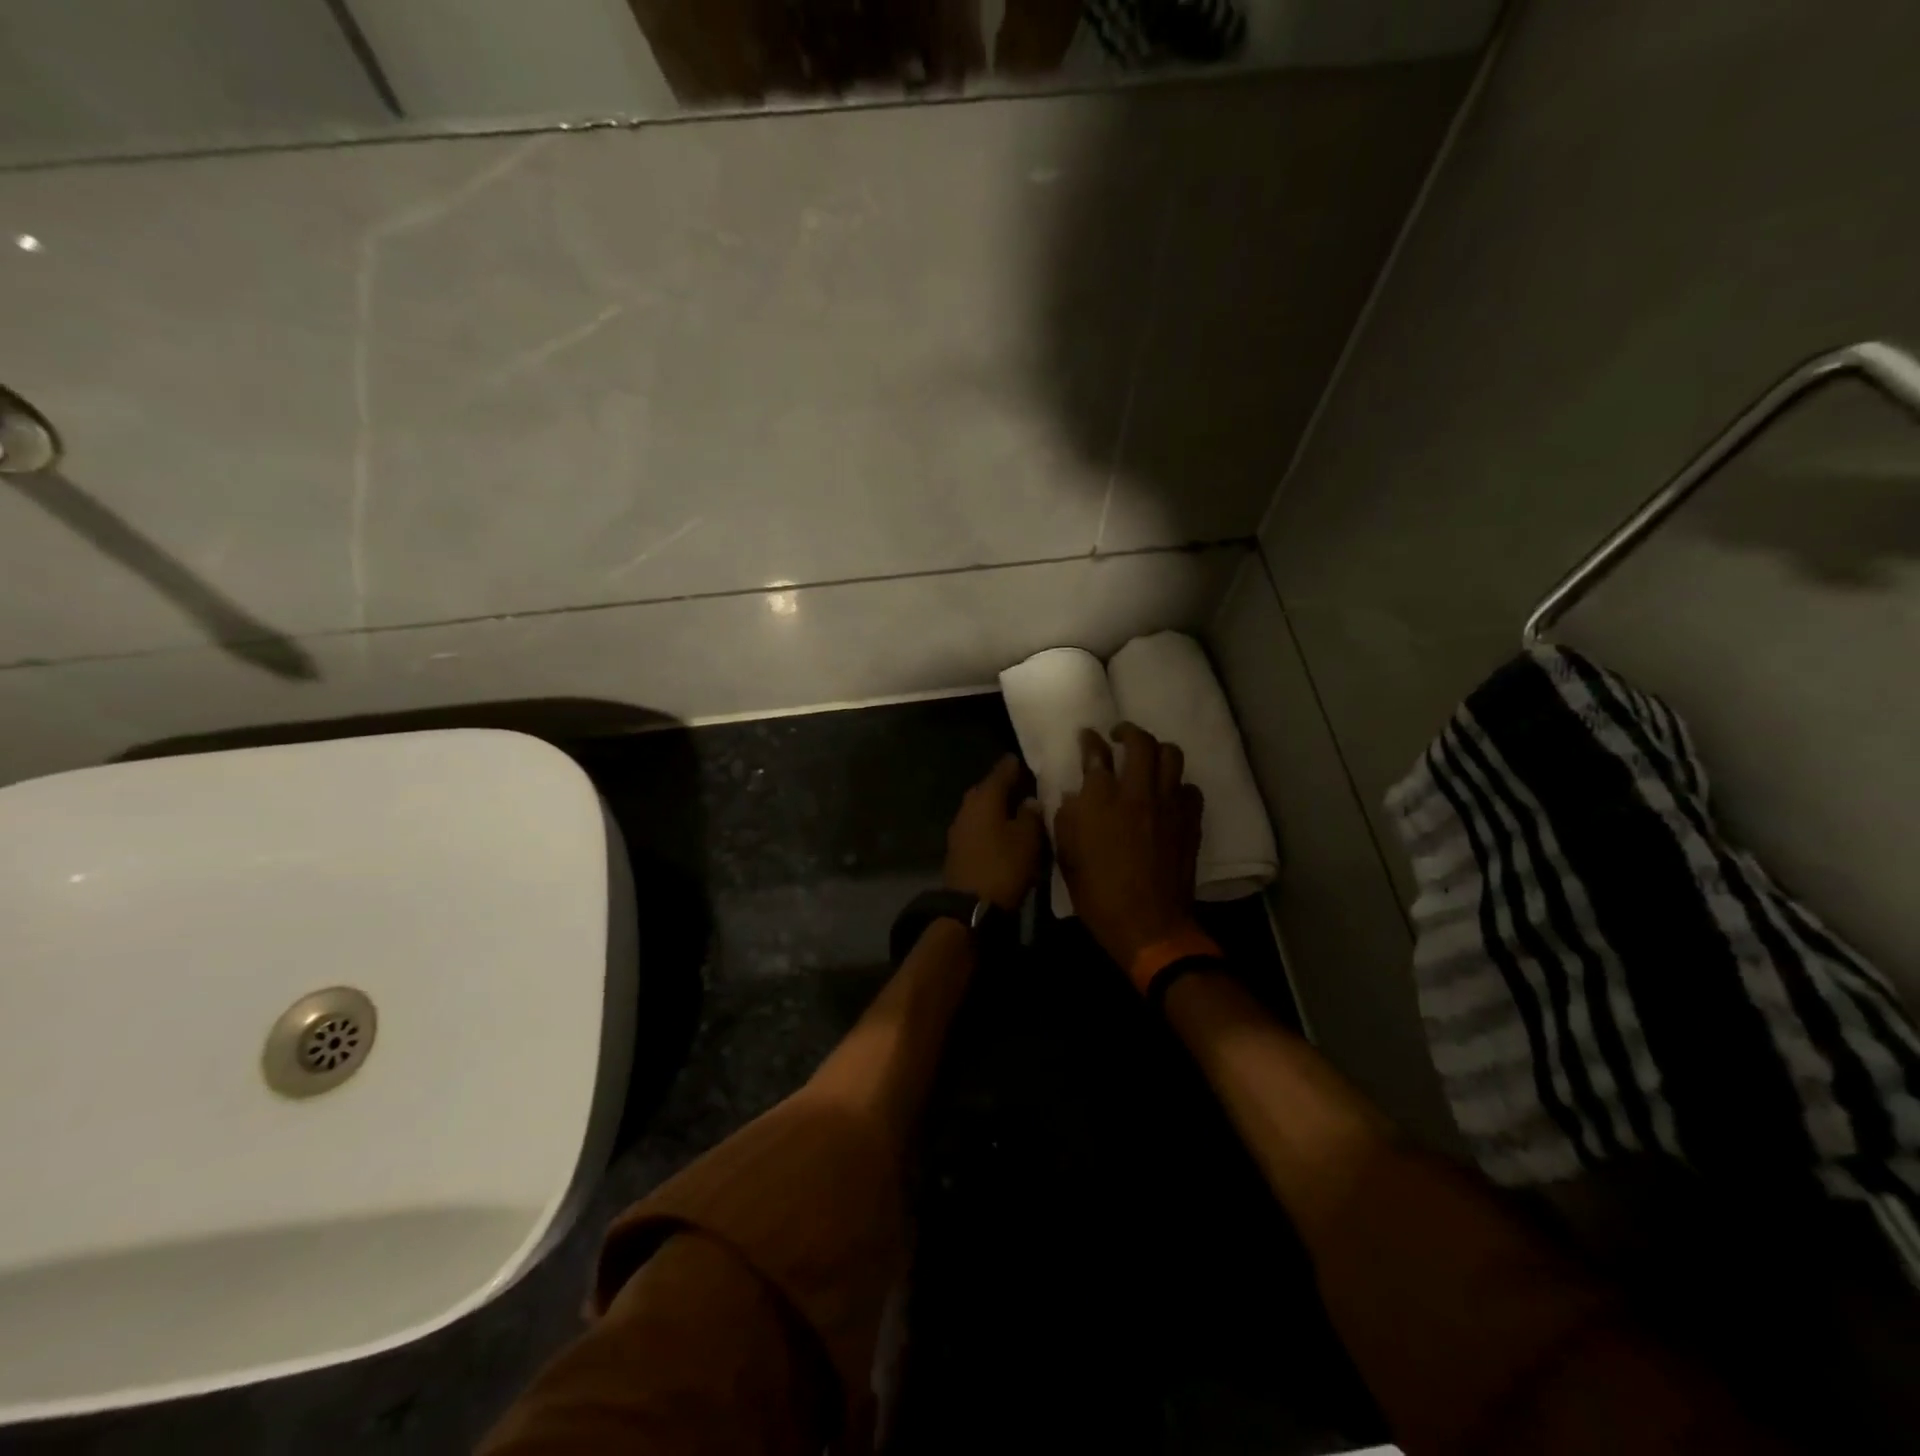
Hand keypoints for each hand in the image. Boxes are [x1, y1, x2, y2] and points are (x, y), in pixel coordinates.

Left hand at [944, 754, 1044, 910]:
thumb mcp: (1028, 839)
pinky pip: (977, 827)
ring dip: (995, 807)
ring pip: (980, 808)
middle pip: (987, 789)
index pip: (1001, 771)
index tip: (1024, 760)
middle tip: (1022, 783)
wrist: (971, 908)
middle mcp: (968, 807)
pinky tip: (1002, 831)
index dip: (1013, 765)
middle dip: (1003, 786)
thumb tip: (1030, 800)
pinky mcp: (958, 849)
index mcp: (985, 798)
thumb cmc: (1004, 867)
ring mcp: (959, 829)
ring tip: (1016, 808)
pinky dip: (990, 824)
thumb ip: (1031, 815)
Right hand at [1055, 724, 1203, 969]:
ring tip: (1147, 759)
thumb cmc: (1097, 893)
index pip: (1096, 753)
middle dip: (1128, 732)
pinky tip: (1168, 795)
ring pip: (1171, 756)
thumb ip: (1068, 817)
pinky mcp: (1190, 822)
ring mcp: (1168, 805)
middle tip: (1119, 737)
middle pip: (1140, 743)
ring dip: (1157, 751)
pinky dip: (1178, 785)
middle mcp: (1137, 793)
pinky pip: (1189, 788)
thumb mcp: (1066, 854)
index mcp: (1101, 799)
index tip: (1087, 737)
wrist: (1147, 924)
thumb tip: (1076, 796)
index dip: (1090, 740)